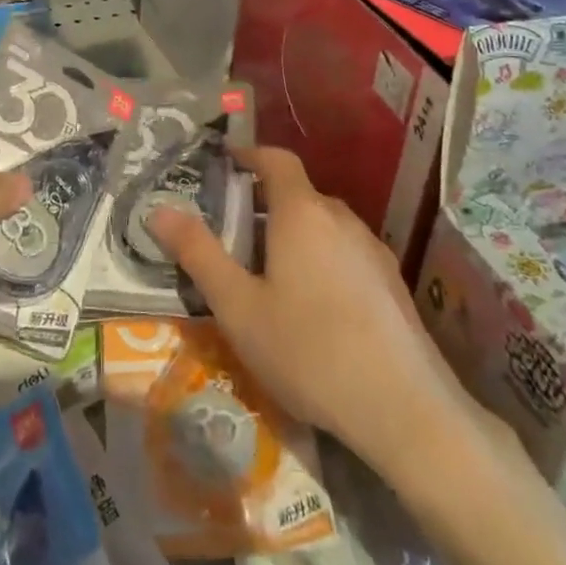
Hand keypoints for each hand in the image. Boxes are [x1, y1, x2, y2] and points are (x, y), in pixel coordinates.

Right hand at [149, 146, 486, 474]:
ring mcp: (372, 250)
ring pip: (323, 226)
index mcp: (302, 212)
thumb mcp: (238, 307)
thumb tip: (158, 211)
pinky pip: (345, 253)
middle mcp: (340, 218)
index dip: (248, 154)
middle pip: (298, 194)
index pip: (276, 159)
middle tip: (232, 233)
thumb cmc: (309, 350)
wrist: (407, 410)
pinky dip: (321, 259)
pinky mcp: (392, 283)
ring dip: (293, 234)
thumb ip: (198, 254)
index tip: (223, 163)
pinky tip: (313, 307)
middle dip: (263, 203)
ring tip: (267, 274)